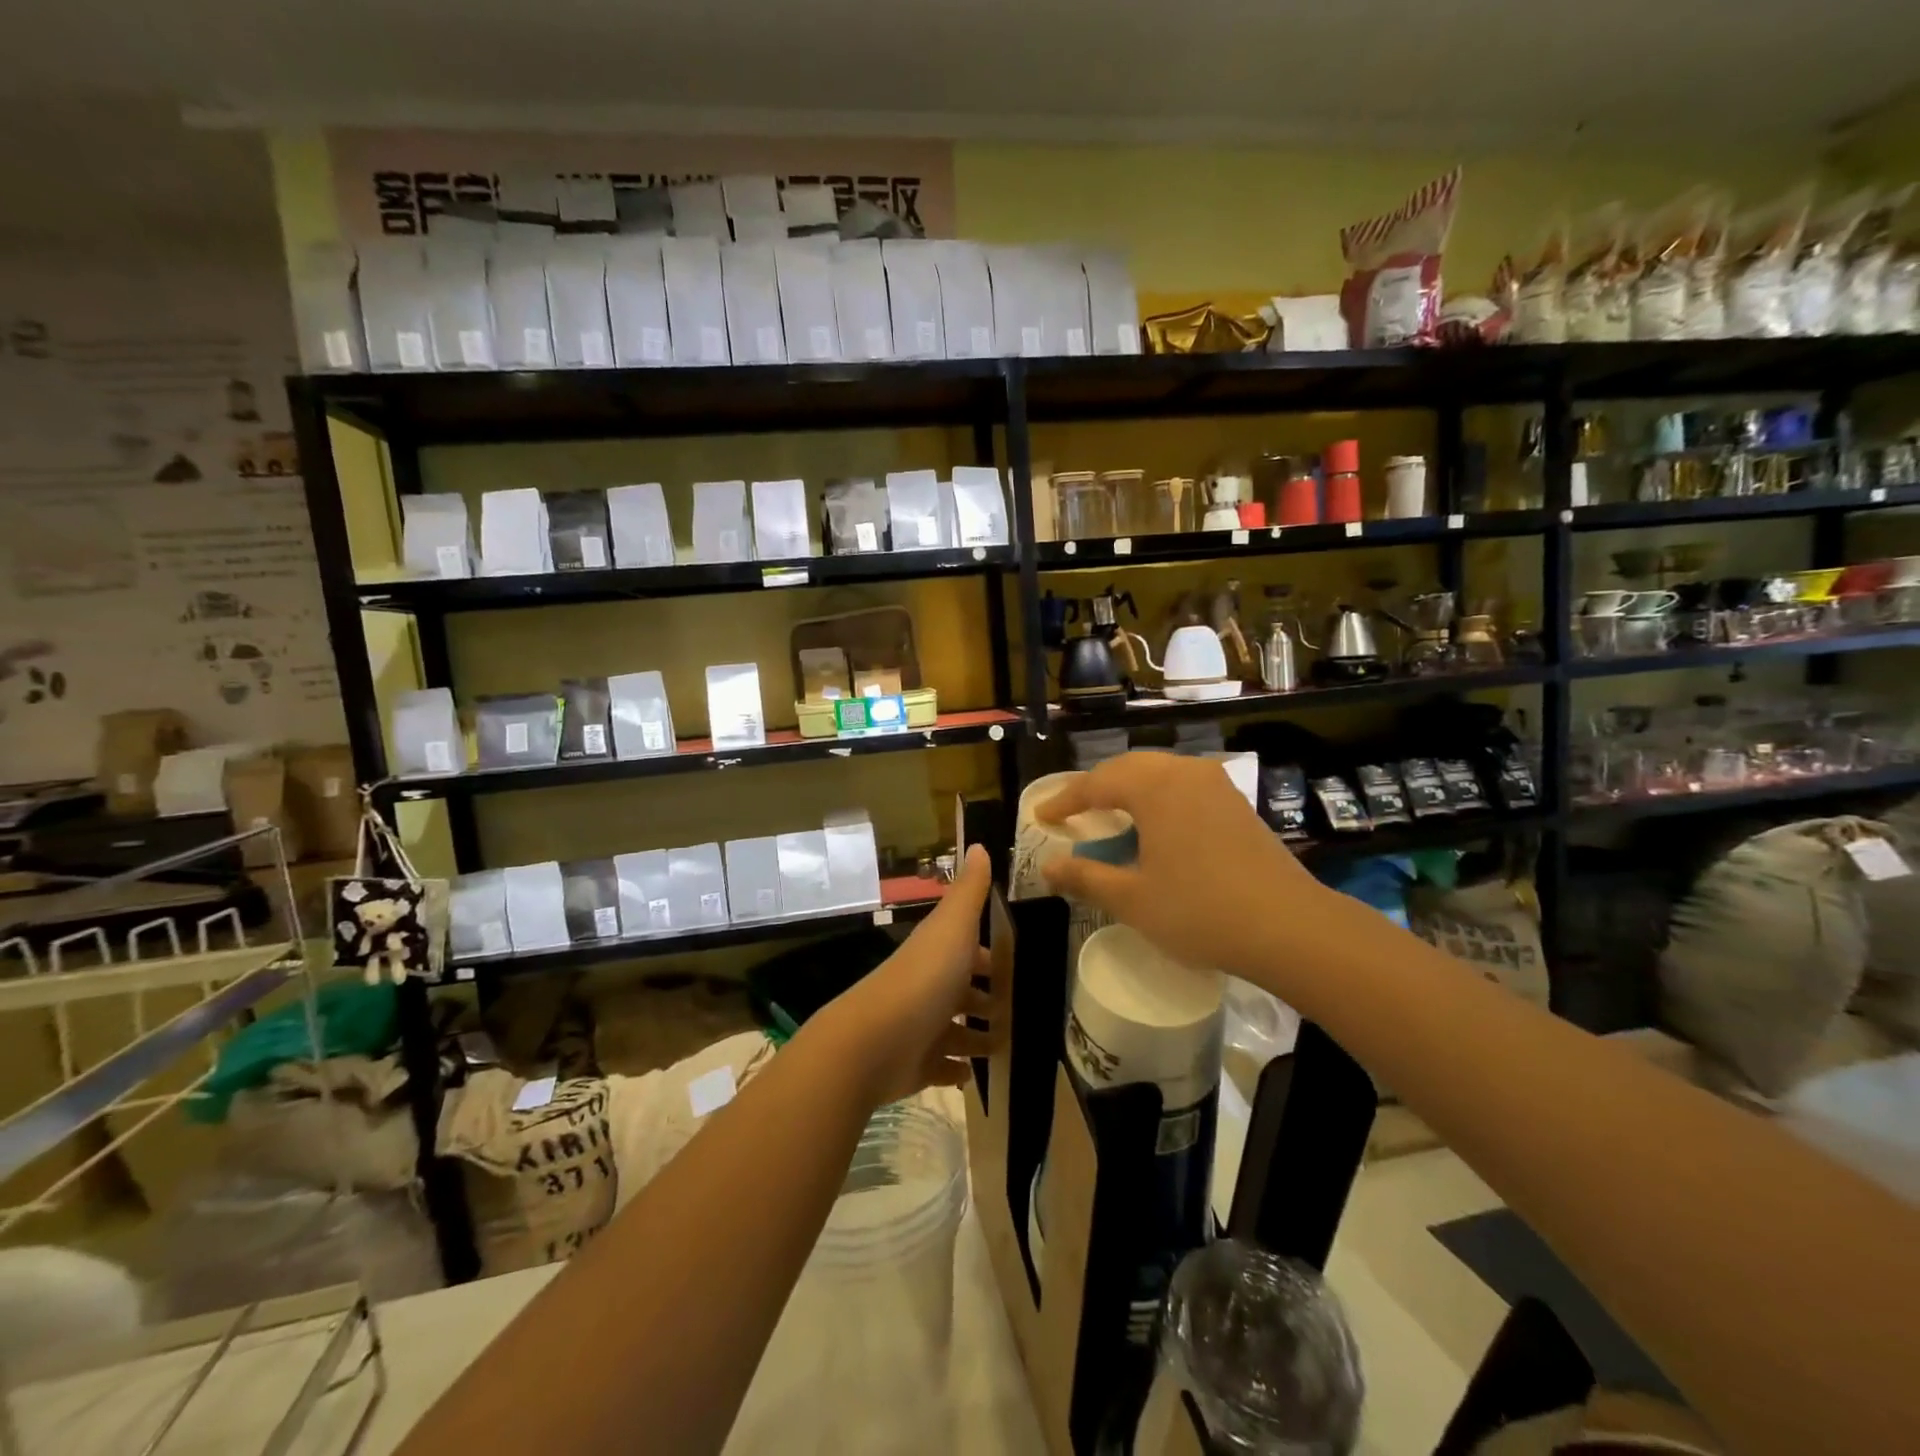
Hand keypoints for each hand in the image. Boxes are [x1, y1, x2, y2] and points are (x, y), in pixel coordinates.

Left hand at [806, 845, 998, 1108]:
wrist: (876, 1042)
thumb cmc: (924, 979)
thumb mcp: (953, 927)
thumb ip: (969, 891)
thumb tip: (978, 844)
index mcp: (937, 953)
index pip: (968, 949)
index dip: (989, 955)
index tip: (1018, 965)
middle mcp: (928, 987)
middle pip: (962, 990)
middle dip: (986, 998)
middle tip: (1020, 1009)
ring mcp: (921, 1027)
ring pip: (955, 1029)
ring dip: (977, 1035)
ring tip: (1006, 1044)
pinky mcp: (916, 1065)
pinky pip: (941, 1065)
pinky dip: (956, 1068)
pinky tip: (974, 1074)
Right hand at [1038, 752, 1331, 981]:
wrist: (1290, 927)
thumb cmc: (1200, 911)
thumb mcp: (1132, 899)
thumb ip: (1085, 877)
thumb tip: (1048, 867)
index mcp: (1154, 787)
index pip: (1096, 783)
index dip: (1064, 800)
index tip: (1041, 816)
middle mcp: (1185, 772)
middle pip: (1128, 768)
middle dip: (1096, 788)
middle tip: (1072, 812)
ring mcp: (1216, 785)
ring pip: (1159, 774)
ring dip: (1129, 790)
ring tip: (1109, 815)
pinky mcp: (1237, 803)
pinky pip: (1184, 786)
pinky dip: (1158, 798)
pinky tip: (1156, 827)